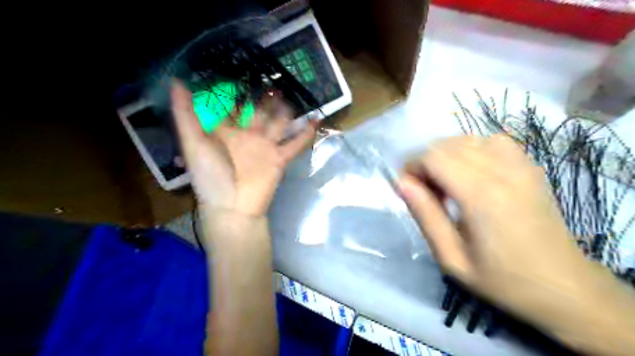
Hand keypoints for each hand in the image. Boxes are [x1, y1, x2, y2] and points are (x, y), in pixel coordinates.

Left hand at [172, 81, 314, 216]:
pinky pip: (295, 144)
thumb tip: (177, 81)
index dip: (231, 92)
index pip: (229, 108)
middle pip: (257, 112)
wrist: (232, 206)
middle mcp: (247, 136)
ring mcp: (265, 147)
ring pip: (278, 123)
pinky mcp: (279, 159)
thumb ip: (186, 114)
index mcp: (226, 133)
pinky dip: (306, 133)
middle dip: (262, 98)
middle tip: (269, 79)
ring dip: (284, 111)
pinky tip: (316, 119)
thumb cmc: (210, 175)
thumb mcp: (193, 143)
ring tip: (288, 94)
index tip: (235, 73)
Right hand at [398, 136, 612, 327]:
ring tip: (446, 184)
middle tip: (425, 192)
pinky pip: (492, 141)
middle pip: (447, 145)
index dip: (412, 167)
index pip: (433, 157)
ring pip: (467, 140)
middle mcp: (502, 171)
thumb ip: (425, 216)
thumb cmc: (502, 279)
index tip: (408, 189)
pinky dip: (471, 150)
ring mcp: (520, 165)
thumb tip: (401, 183)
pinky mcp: (530, 166)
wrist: (564, 286)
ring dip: (446, 156)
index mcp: (481, 196)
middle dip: (425, 163)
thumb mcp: (451, 258)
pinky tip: (471, 172)